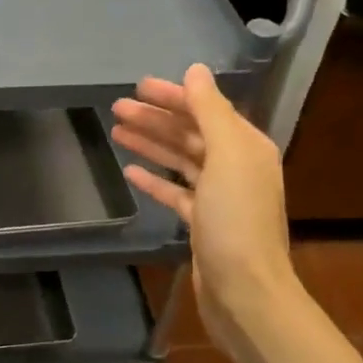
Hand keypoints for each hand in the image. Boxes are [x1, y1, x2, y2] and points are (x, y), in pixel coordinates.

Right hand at [111, 64, 296, 349]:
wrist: (245, 292)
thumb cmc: (236, 219)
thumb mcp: (227, 156)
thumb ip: (211, 111)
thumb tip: (195, 70)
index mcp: (246, 147)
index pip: (206, 110)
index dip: (173, 96)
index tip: (138, 86)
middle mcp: (235, 166)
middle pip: (190, 133)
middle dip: (156, 118)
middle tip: (117, 107)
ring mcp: (218, 197)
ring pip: (179, 160)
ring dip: (151, 144)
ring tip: (117, 130)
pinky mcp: (202, 223)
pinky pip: (174, 192)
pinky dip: (154, 179)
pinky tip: (130, 171)